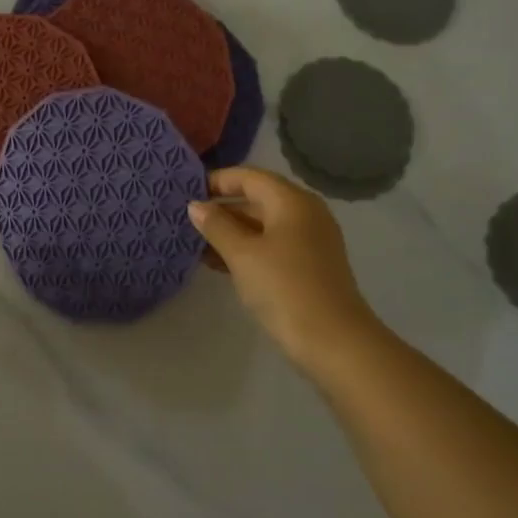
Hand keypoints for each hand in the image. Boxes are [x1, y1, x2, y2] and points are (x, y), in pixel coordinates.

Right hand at [187, 168, 377, 369]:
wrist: (332, 340)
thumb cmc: (284, 287)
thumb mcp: (242, 254)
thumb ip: (216, 226)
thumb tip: (195, 206)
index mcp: (292, 201)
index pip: (249, 177)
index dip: (217, 181)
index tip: (185, 192)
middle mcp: (304, 213)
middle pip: (257, 199)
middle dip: (221, 209)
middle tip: (185, 220)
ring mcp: (309, 240)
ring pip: (262, 225)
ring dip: (230, 232)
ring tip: (194, 243)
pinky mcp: (309, 265)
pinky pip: (271, 245)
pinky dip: (246, 249)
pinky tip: (218, 264)